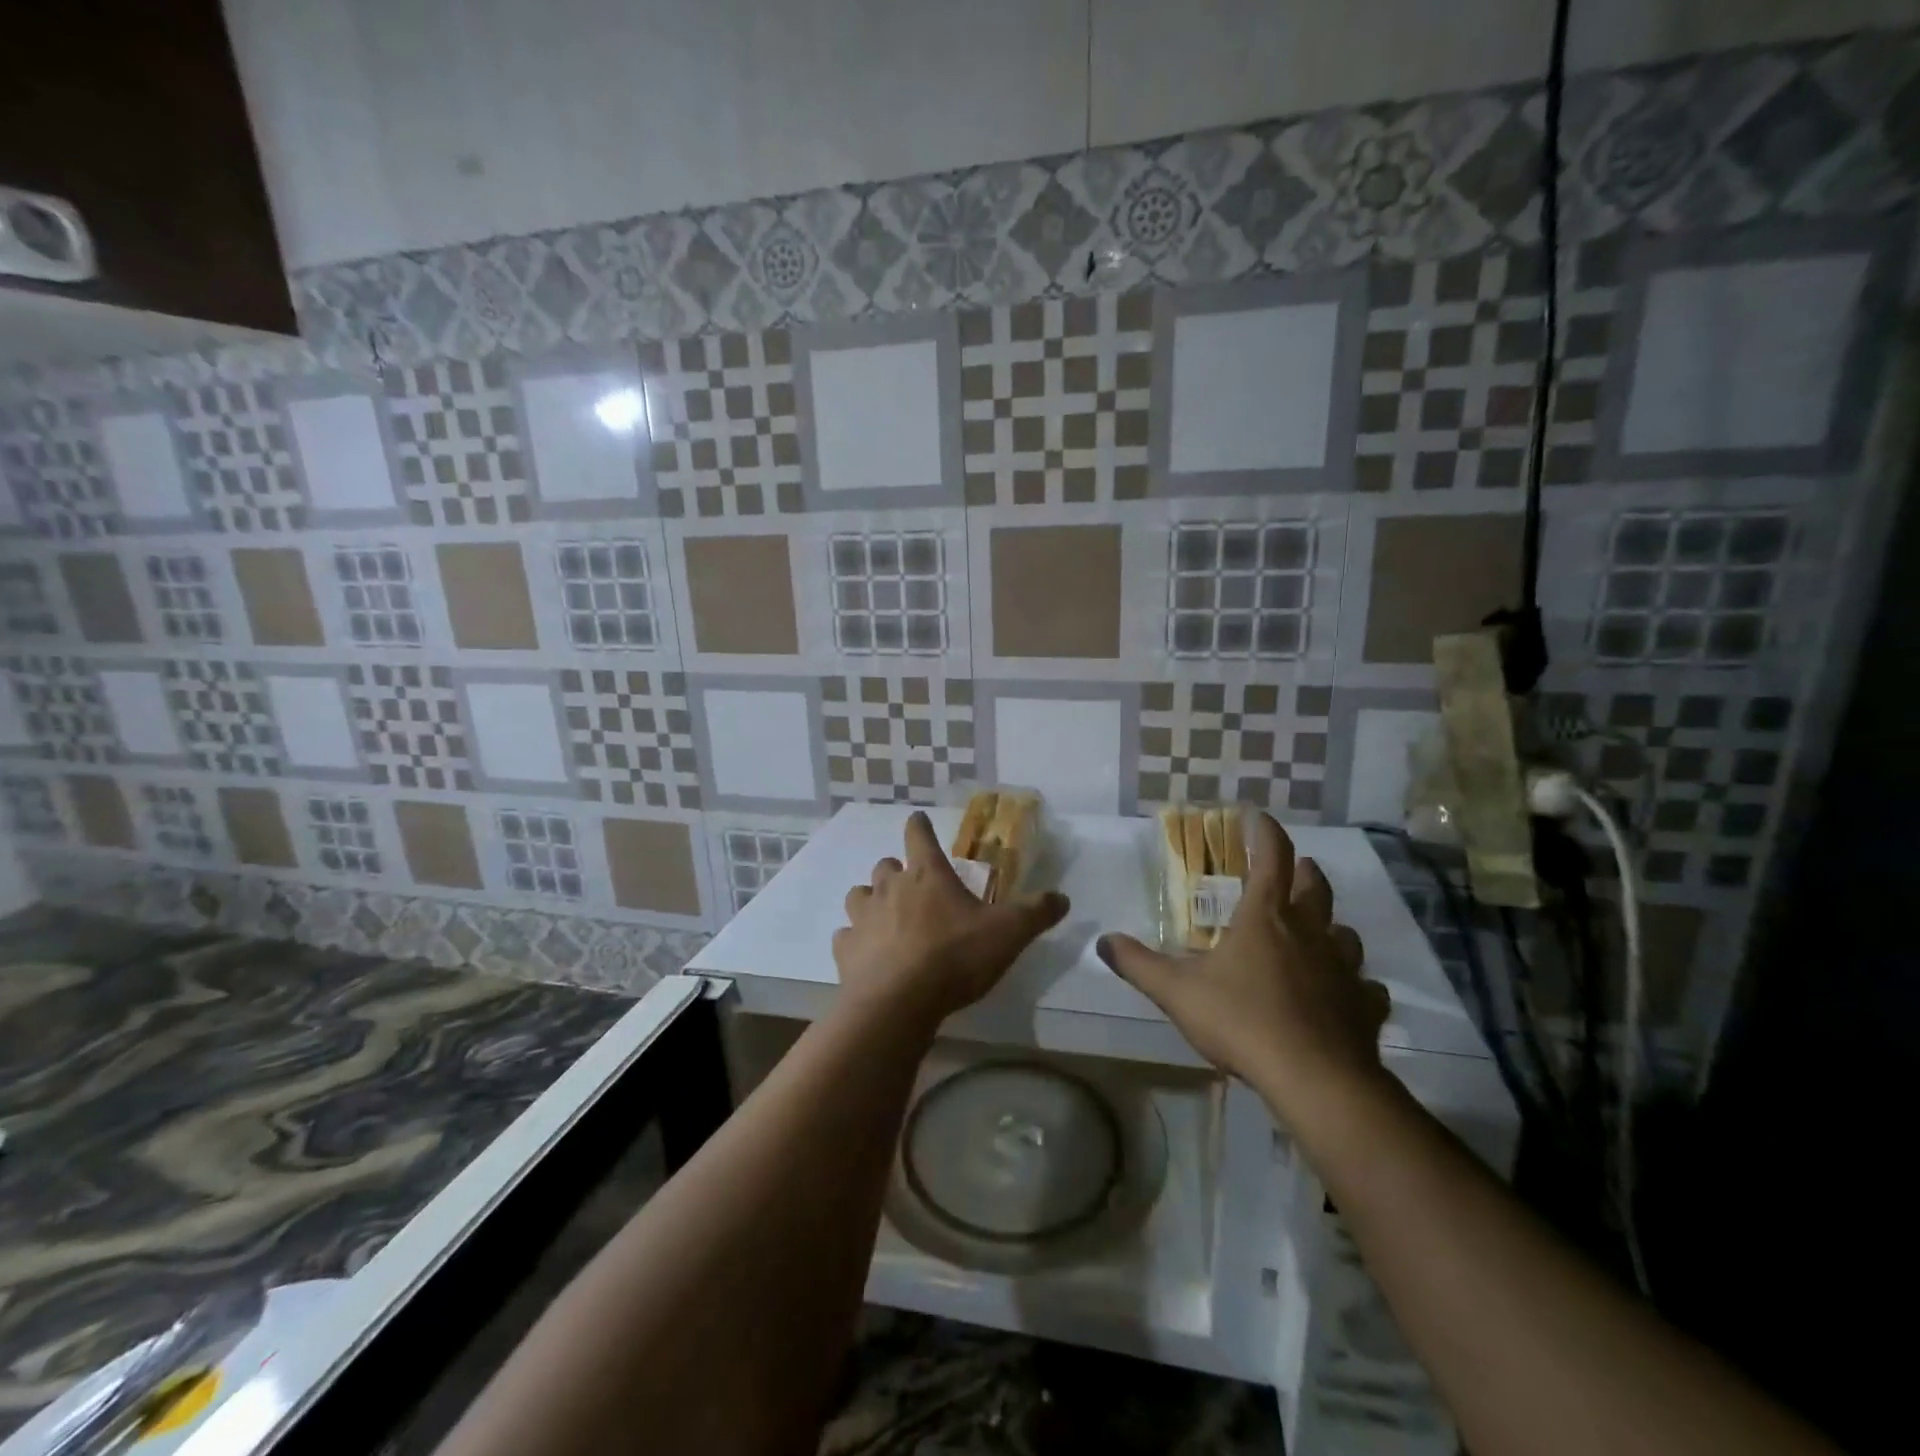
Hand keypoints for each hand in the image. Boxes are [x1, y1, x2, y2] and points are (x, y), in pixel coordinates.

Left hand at [834, 811, 1069, 1028]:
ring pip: (858, 895)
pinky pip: (845, 936)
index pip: (918, 834)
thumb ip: (1036, 913)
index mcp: (927, 874)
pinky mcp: (845, 949)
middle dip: (896, 870)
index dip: (919, 825)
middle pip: (885, 864)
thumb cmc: (955, 957)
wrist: (899, 1002)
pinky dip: (855, 940)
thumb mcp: (1008, 933)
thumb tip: (1063, 898)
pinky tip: (867, 954)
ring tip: (885, 917)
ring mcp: (863, 917)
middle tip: (912, 886)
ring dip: (870, 901)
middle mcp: (890, 887)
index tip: (919, 820)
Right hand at [1097, 811, 1389, 1119]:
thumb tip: (1103, 941)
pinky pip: (1366, 986)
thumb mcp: (1176, 991)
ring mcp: (1344, 969)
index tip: (1258, 817)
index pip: (1272, 856)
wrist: (1314, 1078)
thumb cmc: (1241, 1020)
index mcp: (1265, 916)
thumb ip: (1138, 964)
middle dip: (1304, 871)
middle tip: (1296, 868)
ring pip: (1346, 933)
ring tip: (1318, 931)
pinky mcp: (1365, 1006)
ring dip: (1331, 926)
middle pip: (1316, 887)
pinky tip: (1345, 994)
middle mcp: (1310, 932)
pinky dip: (1355, 984)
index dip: (1266, 831)